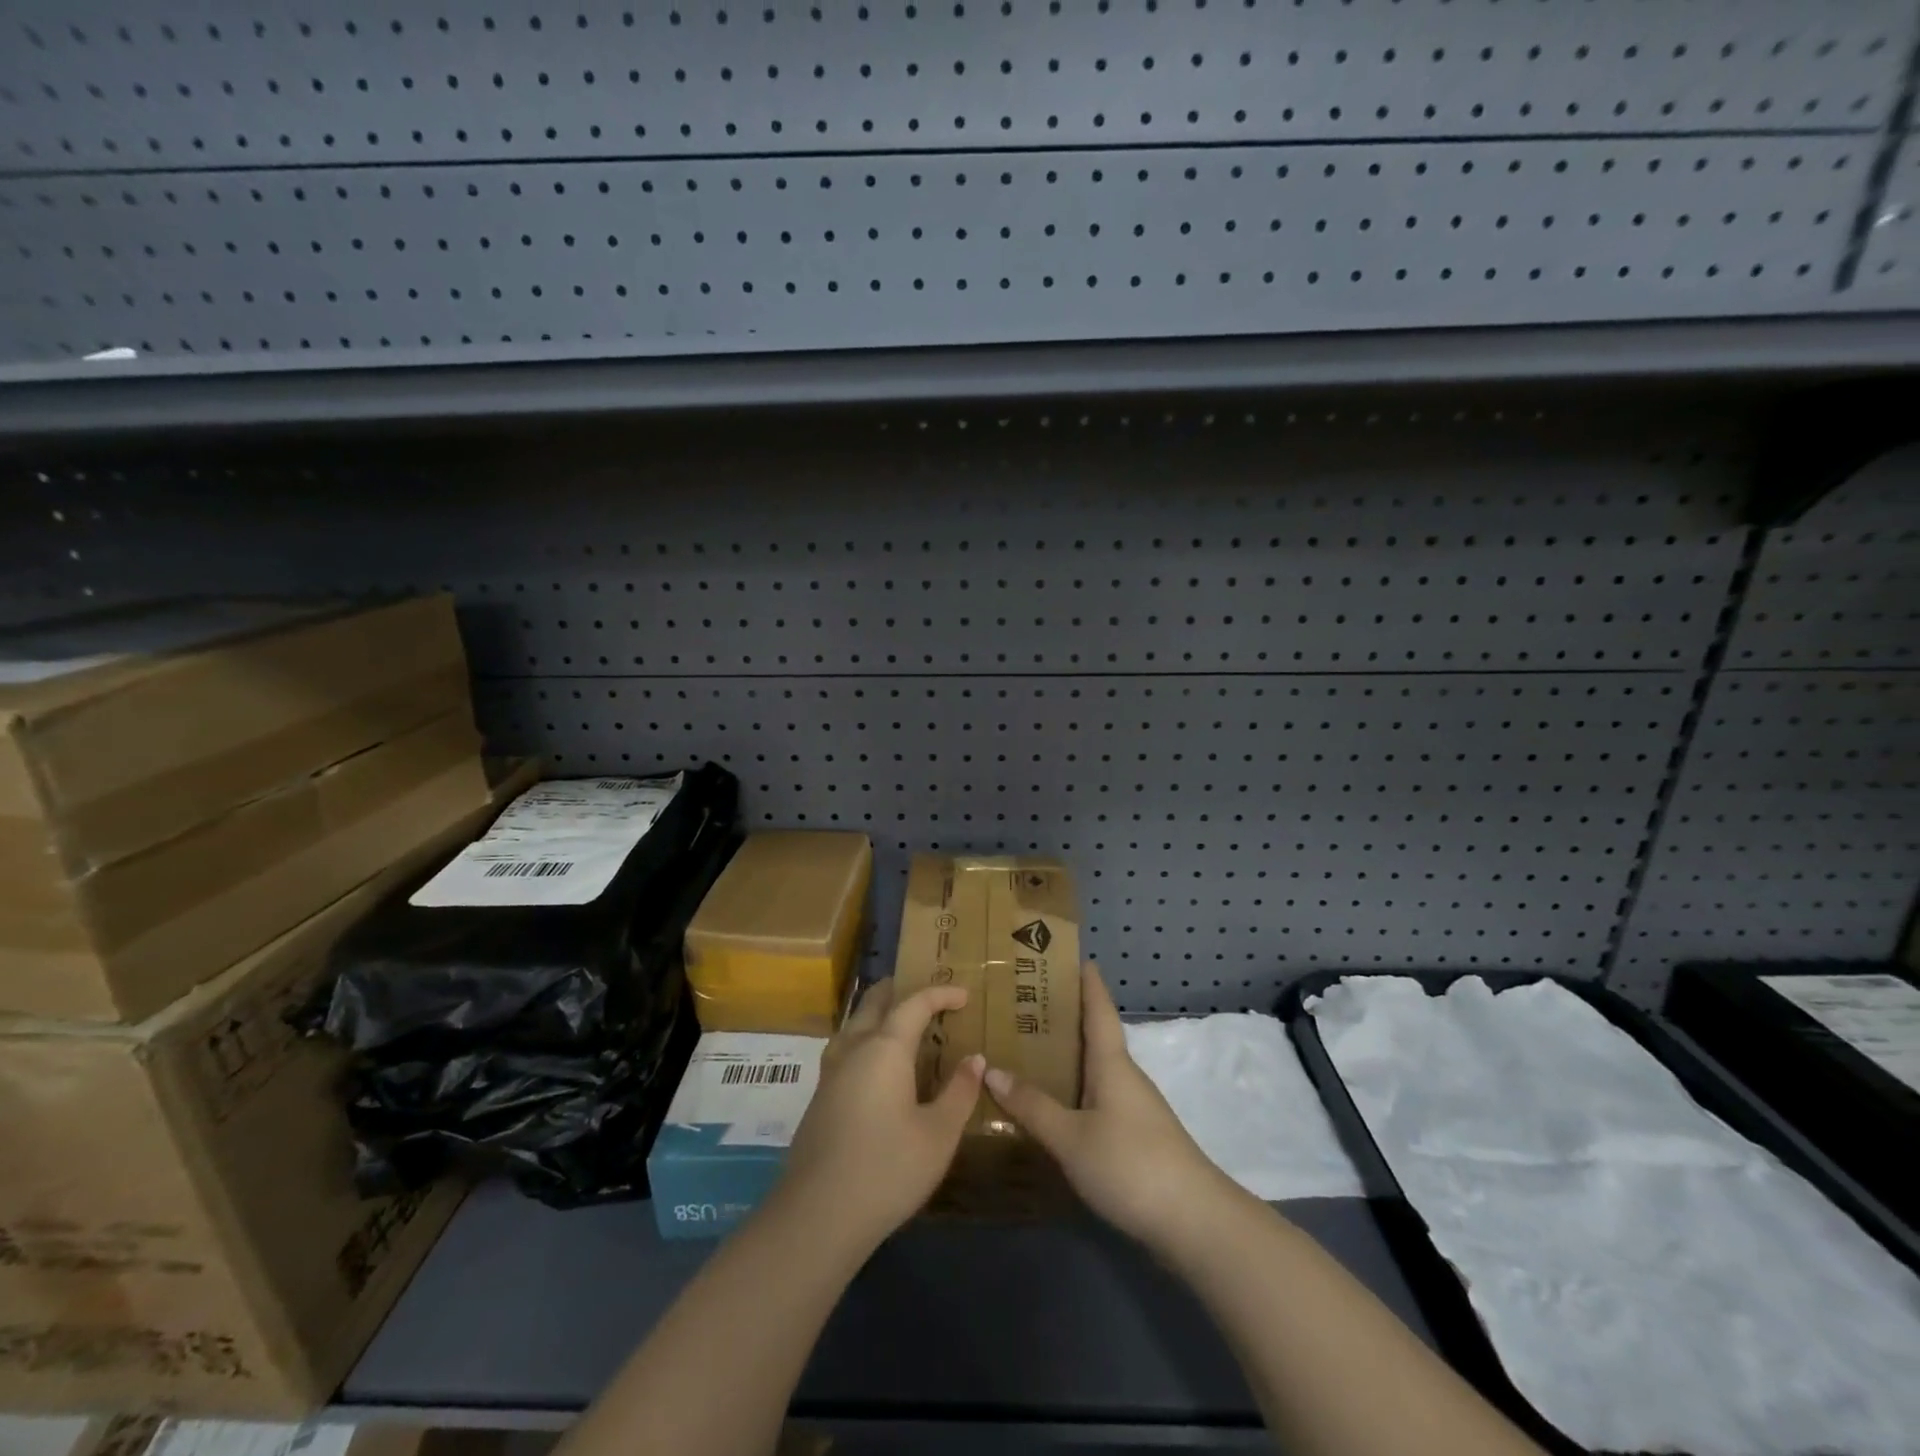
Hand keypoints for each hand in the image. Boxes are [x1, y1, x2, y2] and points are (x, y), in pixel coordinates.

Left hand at [777, 978, 983, 1250]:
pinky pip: (845, 1048)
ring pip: (854, 1023)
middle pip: (874, 1002)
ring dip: (877, 1013)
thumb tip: (975, 1059)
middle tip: (926, 995)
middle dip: (900, 990)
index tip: (964, 994)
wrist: (818, 1216)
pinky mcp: (819, 1098)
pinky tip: (875, 1066)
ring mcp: (830, 1073)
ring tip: (900, 1022)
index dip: (941, 993)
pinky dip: (866, 1039)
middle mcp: (854, 1049)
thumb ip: (959, 1092)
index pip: (915, 1003)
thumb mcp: (939, 1135)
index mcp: (885, 1048)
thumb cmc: (887, 1169)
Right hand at [983, 963, 1240, 1250]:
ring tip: (1029, 1052)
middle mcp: (1126, 1077)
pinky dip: (1075, 1091)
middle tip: (1026, 1006)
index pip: (1100, 1010)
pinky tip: (1055, 1107)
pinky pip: (1099, 1099)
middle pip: (1096, 1037)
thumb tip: (991, 1069)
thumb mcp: (1071, 1136)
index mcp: (1112, 1063)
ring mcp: (1136, 1109)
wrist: (1194, 1222)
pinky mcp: (1138, 1138)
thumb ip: (1032, 1106)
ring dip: (1069, 1058)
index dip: (1089, 983)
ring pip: (1097, 1071)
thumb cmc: (1130, 1164)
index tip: (1076, 958)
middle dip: (1066, 1020)